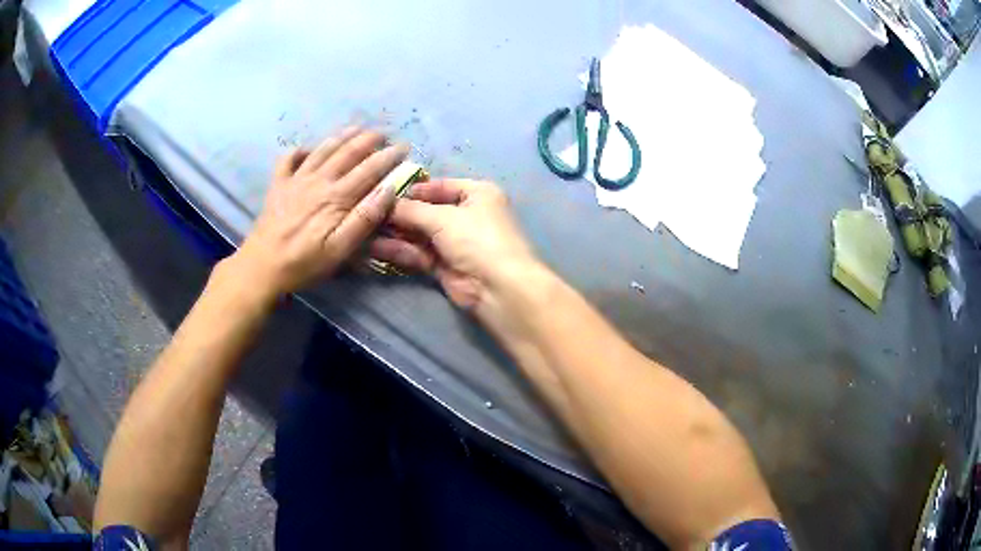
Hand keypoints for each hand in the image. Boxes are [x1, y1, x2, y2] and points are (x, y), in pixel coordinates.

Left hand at [227, 127, 407, 299]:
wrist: (261, 267)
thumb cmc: (303, 263)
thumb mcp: (339, 250)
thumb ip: (364, 219)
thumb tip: (388, 190)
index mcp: (336, 197)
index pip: (368, 170)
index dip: (387, 156)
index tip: (404, 147)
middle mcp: (318, 181)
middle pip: (346, 153)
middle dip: (368, 140)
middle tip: (384, 132)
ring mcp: (295, 180)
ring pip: (322, 150)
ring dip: (341, 136)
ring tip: (356, 128)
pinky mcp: (278, 186)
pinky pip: (288, 159)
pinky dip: (299, 150)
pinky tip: (307, 148)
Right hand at [370, 179, 543, 319]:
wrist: (498, 288)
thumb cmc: (477, 239)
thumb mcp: (443, 217)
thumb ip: (411, 210)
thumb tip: (384, 203)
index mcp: (478, 194)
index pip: (441, 186)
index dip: (414, 189)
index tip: (385, 191)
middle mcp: (467, 215)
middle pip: (427, 211)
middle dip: (399, 213)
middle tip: (368, 211)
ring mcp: (455, 243)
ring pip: (419, 234)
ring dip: (395, 233)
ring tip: (365, 229)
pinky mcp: (445, 266)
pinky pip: (418, 253)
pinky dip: (399, 250)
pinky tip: (374, 247)